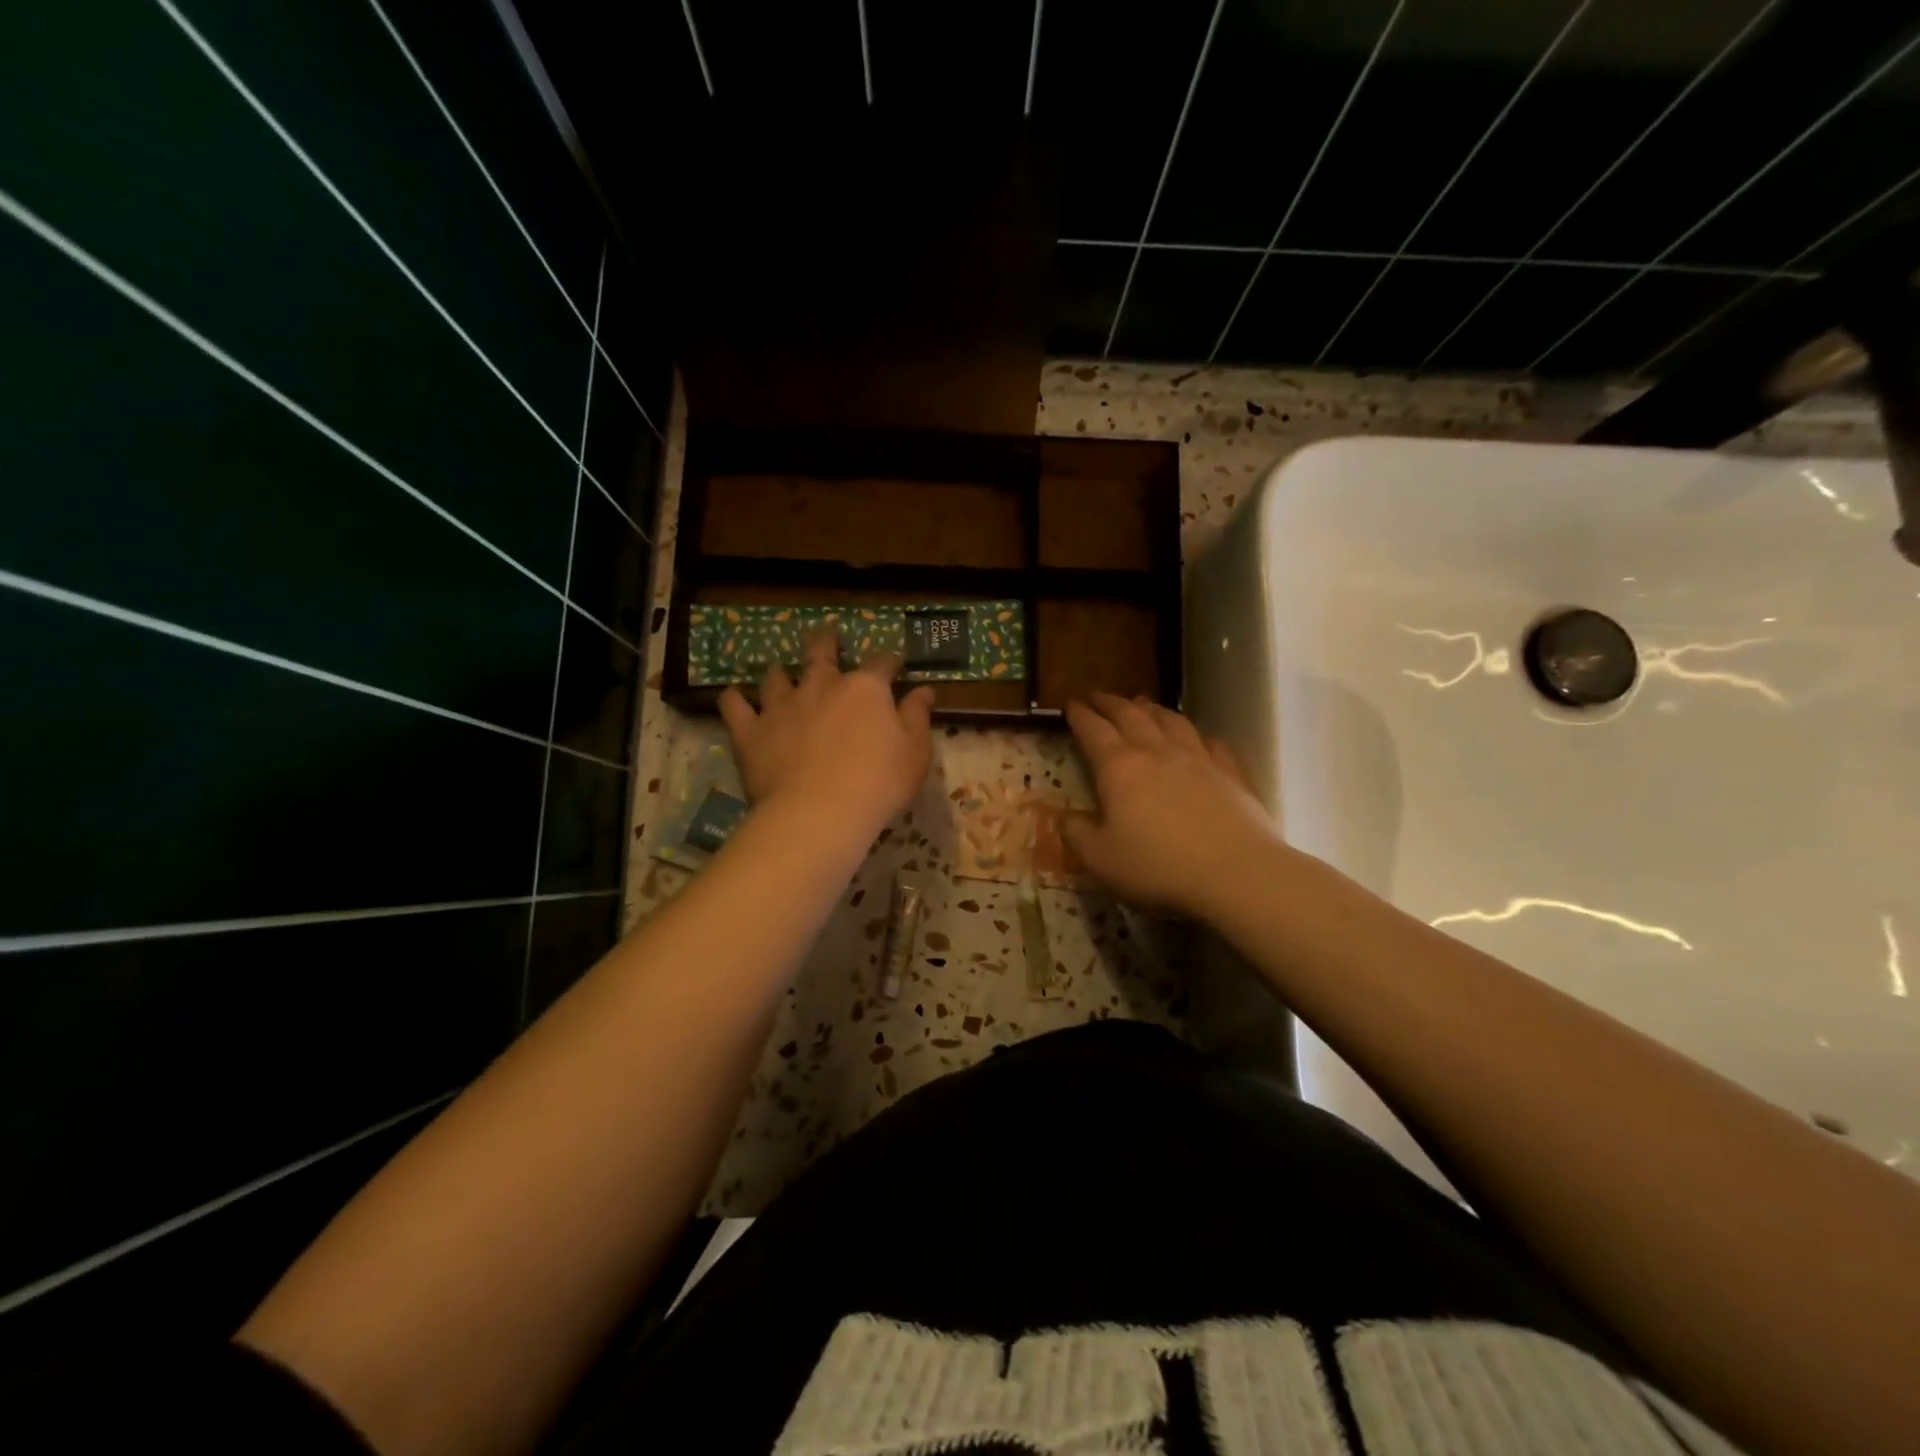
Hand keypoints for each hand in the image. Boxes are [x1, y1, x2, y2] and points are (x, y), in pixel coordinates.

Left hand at [718, 628, 935, 840]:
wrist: (819, 813)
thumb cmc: (879, 783)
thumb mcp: (915, 753)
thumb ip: (917, 717)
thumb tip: (925, 690)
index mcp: (865, 689)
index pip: (881, 663)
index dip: (890, 661)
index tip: (895, 665)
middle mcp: (821, 686)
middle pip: (821, 652)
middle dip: (826, 643)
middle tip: (826, 638)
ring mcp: (782, 706)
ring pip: (776, 676)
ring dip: (781, 673)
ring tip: (780, 674)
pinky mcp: (751, 731)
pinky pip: (735, 706)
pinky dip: (735, 699)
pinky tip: (735, 697)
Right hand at [1063, 694, 1282, 918]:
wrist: (1237, 873)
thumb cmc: (1158, 867)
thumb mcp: (1100, 859)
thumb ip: (1077, 834)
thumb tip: (1064, 816)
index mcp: (1119, 768)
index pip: (1093, 731)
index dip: (1080, 715)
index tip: (1071, 703)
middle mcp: (1157, 752)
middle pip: (1131, 716)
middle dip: (1111, 703)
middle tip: (1099, 696)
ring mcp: (1198, 759)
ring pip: (1171, 721)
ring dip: (1153, 709)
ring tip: (1142, 704)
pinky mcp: (1231, 773)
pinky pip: (1211, 743)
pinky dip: (1198, 735)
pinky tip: (1198, 738)